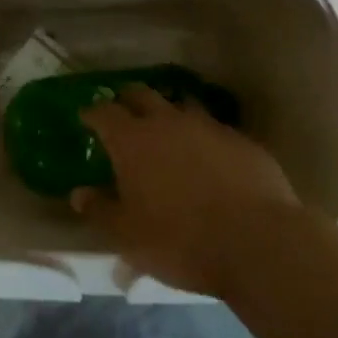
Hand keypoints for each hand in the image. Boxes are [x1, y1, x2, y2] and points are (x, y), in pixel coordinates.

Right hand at [72, 84, 298, 296]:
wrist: (258, 243)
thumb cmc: (181, 241)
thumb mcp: (128, 236)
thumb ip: (100, 211)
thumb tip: (79, 193)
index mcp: (132, 140)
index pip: (103, 112)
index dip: (92, 113)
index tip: (86, 117)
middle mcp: (167, 122)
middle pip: (142, 94)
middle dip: (128, 99)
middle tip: (123, 112)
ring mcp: (208, 127)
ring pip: (181, 105)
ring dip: (169, 112)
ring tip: (168, 129)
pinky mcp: (241, 140)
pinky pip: (214, 129)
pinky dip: (203, 137)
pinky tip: (209, 157)